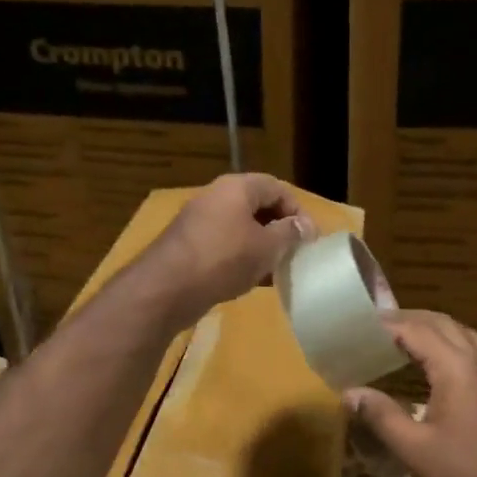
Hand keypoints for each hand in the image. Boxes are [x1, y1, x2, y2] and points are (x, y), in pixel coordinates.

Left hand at [137, 173, 312, 327]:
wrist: (167, 288)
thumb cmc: (224, 259)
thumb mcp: (267, 247)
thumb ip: (290, 233)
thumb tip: (307, 226)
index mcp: (236, 187)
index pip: (276, 187)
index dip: (297, 210)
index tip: (309, 238)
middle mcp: (215, 197)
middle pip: (257, 207)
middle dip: (279, 230)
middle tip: (295, 254)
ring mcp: (199, 222)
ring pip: (240, 229)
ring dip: (261, 247)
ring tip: (277, 271)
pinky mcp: (189, 247)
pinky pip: (224, 246)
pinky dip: (241, 259)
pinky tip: (253, 281)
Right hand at [345, 310, 476, 476]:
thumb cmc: (462, 476)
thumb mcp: (413, 447)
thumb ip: (380, 415)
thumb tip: (349, 392)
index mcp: (457, 369)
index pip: (417, 331)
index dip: (387, 324)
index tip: (358, 325)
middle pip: (442, 324)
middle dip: (409, 319)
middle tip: (374, 326)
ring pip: (461, 334)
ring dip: (431, 328)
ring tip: (399, 338)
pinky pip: (471, 352)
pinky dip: (447, 345)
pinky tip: (430, 365)